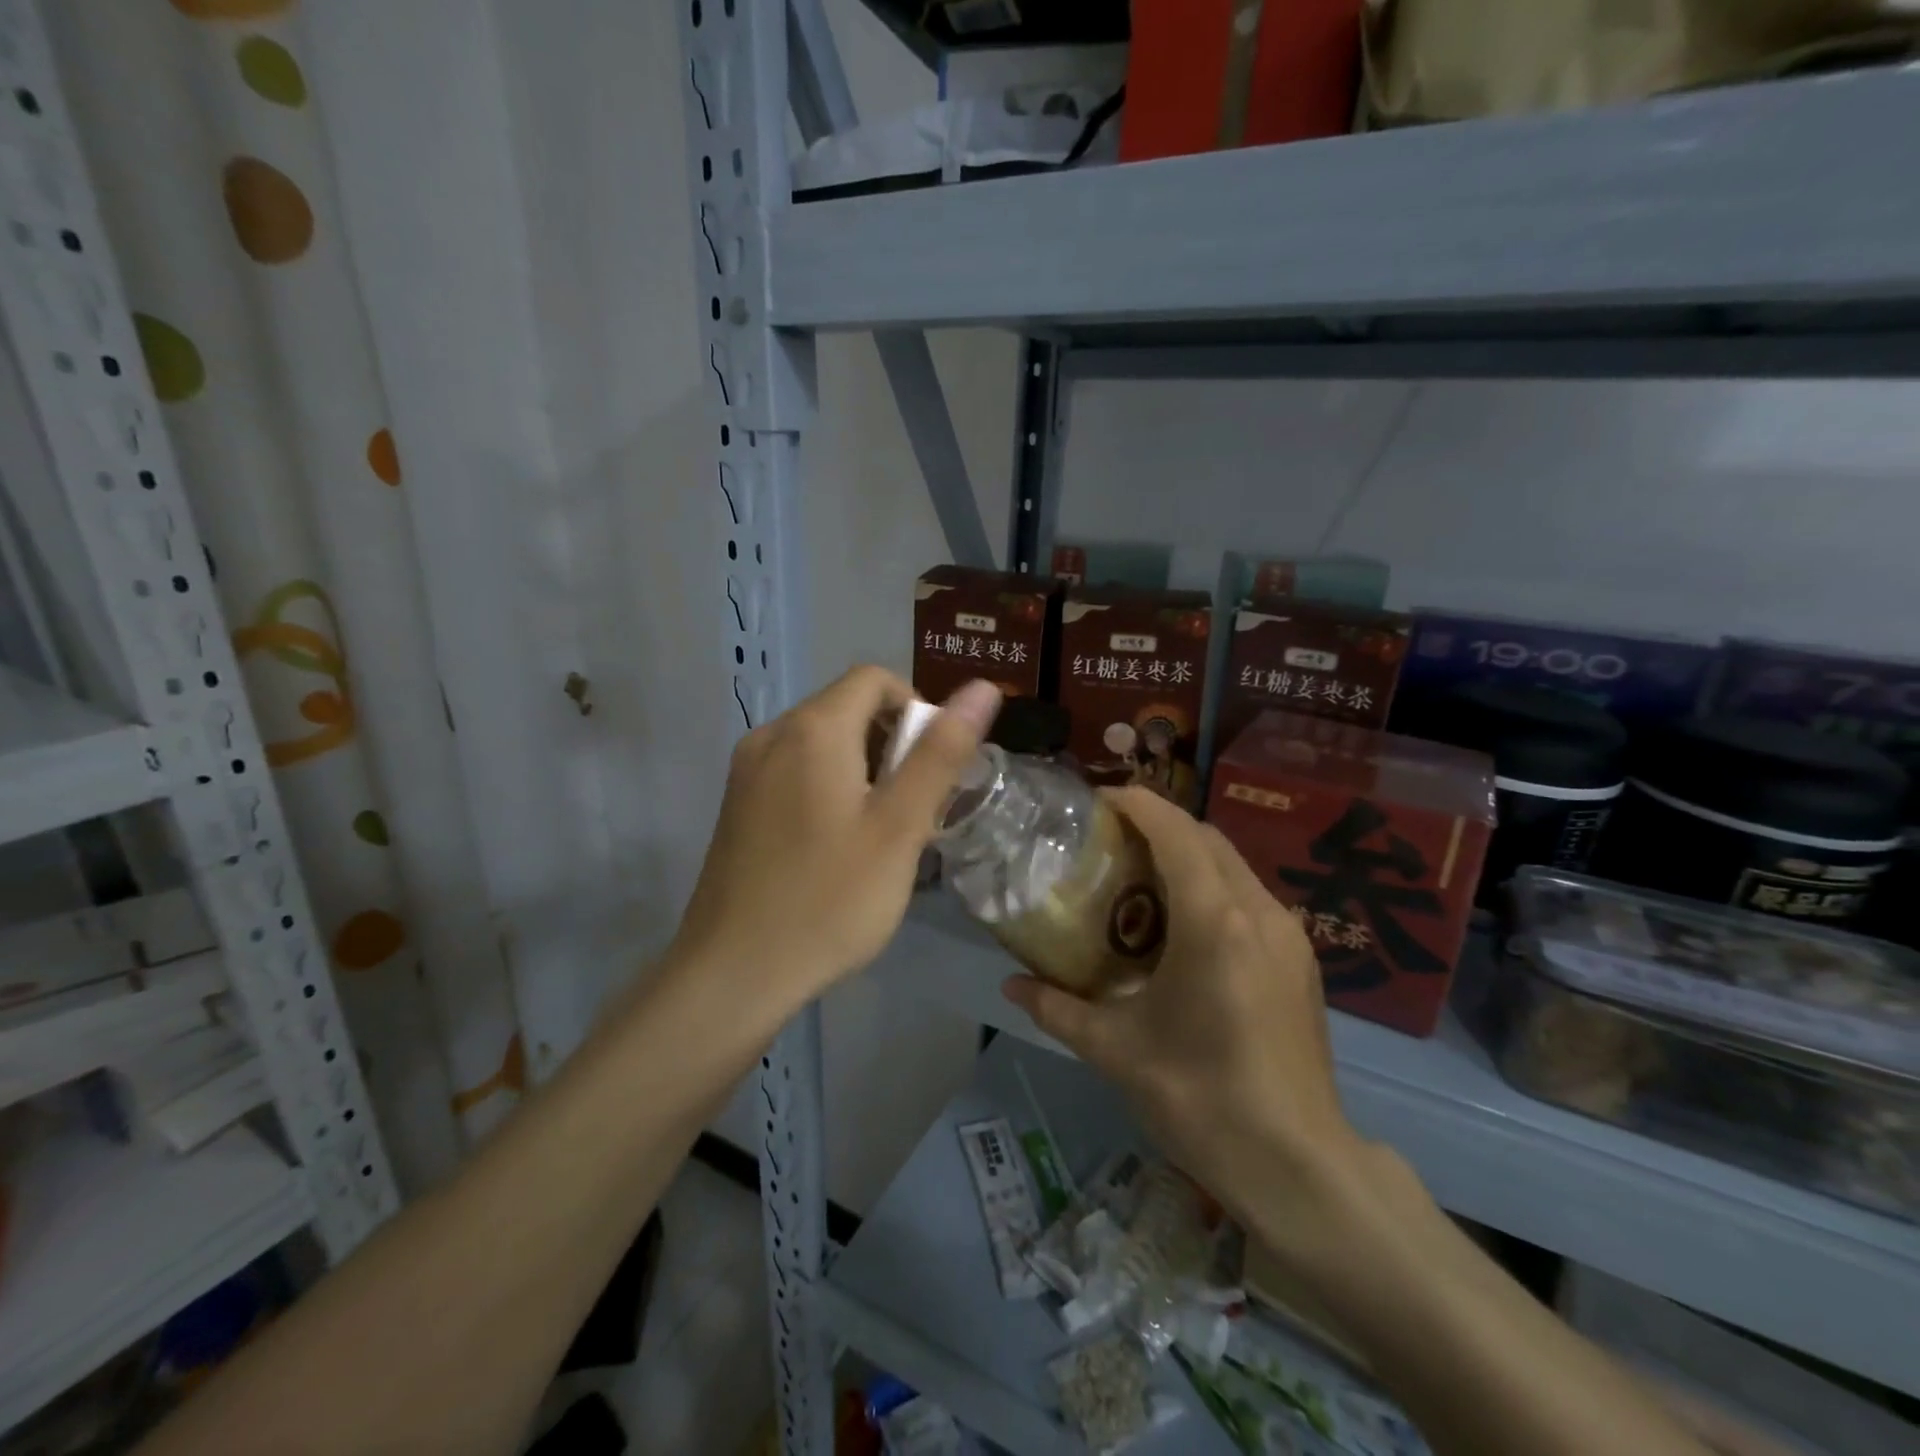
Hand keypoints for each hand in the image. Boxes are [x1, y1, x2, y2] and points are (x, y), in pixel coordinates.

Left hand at [672, 666, 1000, 1013]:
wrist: (733, 973)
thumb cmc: (829, 899)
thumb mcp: (899, 827)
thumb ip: (941, 753)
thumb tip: (982, 688)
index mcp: (812, 729)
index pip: (874, 680)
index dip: (916, 709)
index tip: (931, 767)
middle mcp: (772, 734)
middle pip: (847, 708)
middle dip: (892, 744)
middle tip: (913, 808)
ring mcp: (747, 771)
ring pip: (822, 742)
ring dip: (864, 768)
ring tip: (881, 832)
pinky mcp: (737, 804)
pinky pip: (795, 771)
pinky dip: (829, 786)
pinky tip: (838, 846)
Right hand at [1002, 787, 1365, 1227]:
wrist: (1299, 1166)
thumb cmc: (1201, 1099)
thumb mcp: (1116, 1051)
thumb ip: (1057, 1008)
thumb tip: (1010, 985)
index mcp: (1215, 922)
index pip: (1175, 832)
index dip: (1136, 804)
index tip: (1097, 800)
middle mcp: (1259, 911)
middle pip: (1207, 837)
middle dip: (1158, 823)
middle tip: (1109, 837)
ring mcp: (1289, 935)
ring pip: (1233, 864)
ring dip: (1188, 852)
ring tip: (1140, 874)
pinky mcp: (1301, 960)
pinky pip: (1250, 895)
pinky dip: (1212, 883)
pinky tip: (1183, 922)